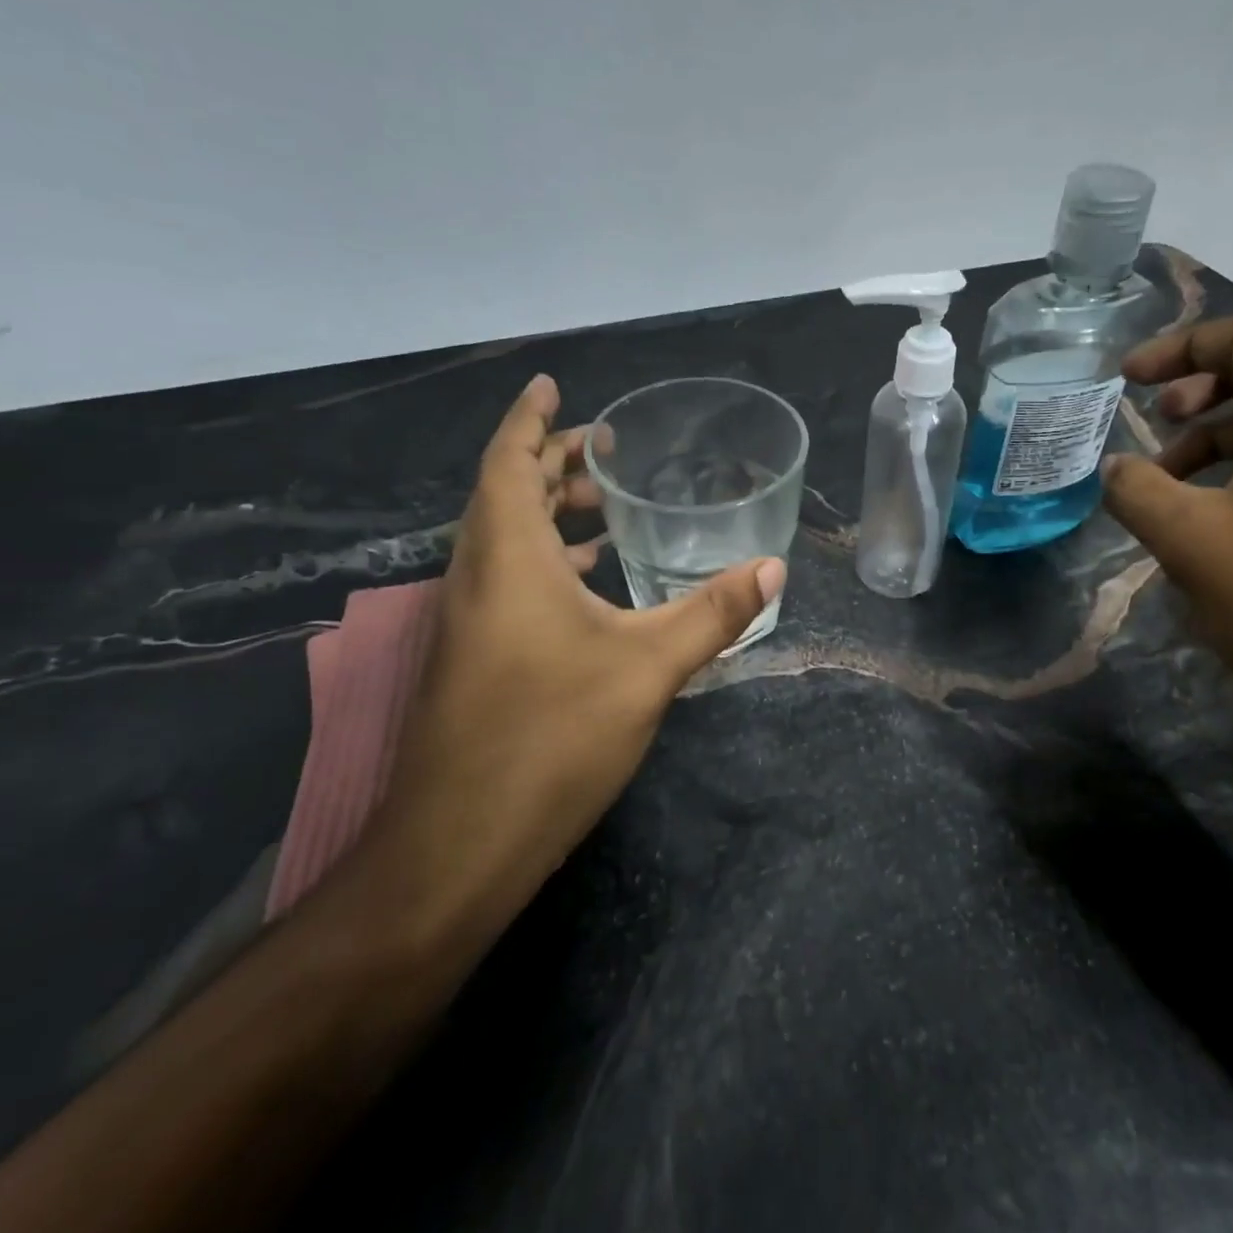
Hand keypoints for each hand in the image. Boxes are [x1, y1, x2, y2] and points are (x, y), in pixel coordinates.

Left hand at [367, 375, 785, 938]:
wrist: (459, 846)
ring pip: (504, 539)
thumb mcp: (649, 667)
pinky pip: (508, 579)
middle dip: (551, 462)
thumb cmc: (551, 738)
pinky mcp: (474, 658)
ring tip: (607, 504)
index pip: (509, 463)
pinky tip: (591, 581)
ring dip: (548, 510)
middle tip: (606, 449)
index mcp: (507, 560)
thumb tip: (773, 569)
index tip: (554, 386)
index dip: (532, 420)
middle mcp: (477, 577)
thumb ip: (713, 613)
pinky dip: (546, 559)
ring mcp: (469, 621)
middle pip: (506, 494)